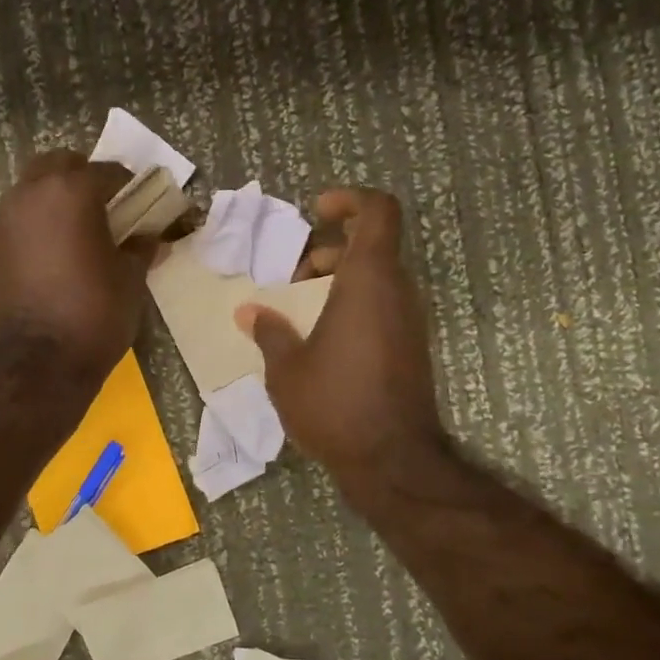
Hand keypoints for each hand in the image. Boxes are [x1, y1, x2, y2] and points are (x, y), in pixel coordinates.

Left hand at [0, 150, 152, 383]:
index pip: (107, 172)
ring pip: (32, 191)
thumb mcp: (130, 281)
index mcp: (70, 191)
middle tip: (107, 211)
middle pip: (59, 165)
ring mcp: (2, 221)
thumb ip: (140, 249)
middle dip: (84, 179)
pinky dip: (37, 227)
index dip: (130, 187)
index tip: (143, 205)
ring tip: (79, 235)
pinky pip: (17, 222)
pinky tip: (54, 258)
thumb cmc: (92, 315)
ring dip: (56, 201)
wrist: (32, 365)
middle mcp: (29, 194)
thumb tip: (150, 237)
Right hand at [235, 188, 444, 491]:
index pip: (378, 211)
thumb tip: (248, 312)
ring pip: (376, 279)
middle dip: (329, 252)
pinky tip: (321, 343)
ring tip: (299, 314)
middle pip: (371, 246)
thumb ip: (268, 332)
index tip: (317, 211)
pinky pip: (381, 308)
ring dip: (338, 283)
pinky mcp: (411, 348)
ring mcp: (409, 321)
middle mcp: (397, 292)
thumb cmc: (334, 404)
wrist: (392, 460)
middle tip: (293, 281)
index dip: (350, 199)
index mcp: (369, 280)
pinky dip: (352, 308)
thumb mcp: (286, 369)